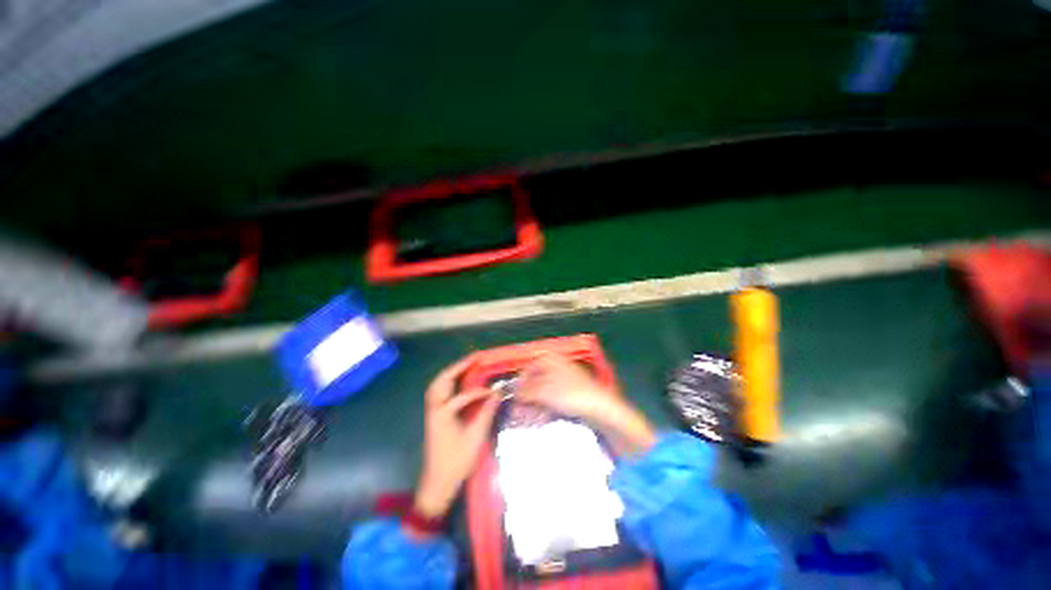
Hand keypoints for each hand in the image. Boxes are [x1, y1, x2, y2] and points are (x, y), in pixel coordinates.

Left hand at [413, 356, 498, 522]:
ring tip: (466, 366)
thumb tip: (497, 396)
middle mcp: (434, 410)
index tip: (494, 391)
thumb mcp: (475, 439)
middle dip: (457, 367)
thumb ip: (486, 414)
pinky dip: (447, 384)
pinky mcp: (434, 418)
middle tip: (473, 359)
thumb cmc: (457, 462)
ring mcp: (432, 413)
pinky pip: (438, 393)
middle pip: (441, 381)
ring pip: (437, 386)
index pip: (463, 396)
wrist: (438, 484)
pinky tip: (458, 384)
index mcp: (443, 415)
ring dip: (451, 374)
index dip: (479, 392)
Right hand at [517, 354, 655, 455]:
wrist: (601, 408)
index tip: (513, 399)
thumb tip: (512, 392)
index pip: (528, 369)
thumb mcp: (543, 391)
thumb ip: (525, 391)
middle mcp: (555, 367)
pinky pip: (552, 401)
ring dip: (532, 407)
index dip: (519, 384)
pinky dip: (543, 410)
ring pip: (542, 393)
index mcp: (550, 359)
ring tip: (525, 422)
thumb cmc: (570, 394)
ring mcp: (564, 381)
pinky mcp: (570, 395)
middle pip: (534, 382)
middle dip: (525, 400)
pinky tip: (538, 421)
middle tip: (517, 415)